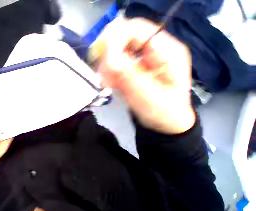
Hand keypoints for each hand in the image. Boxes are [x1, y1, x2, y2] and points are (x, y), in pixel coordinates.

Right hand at [93, 17, 195, 133]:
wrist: (165, 122)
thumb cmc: (163, 112)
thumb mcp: (148, 96)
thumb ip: (130, 75)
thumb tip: (109, 58)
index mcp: (167, 50)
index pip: (136, 29)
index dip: (114, 40)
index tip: (103, 64)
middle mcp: (155, 48)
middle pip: (123, 36)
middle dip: (108, 55)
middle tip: (103, 76)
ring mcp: (144, 56)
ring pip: (116, 50)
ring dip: (107, 66)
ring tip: (109, 84)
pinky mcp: (135, 65)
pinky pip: (115, 62)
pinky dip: (108, 72)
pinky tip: (111, 84)